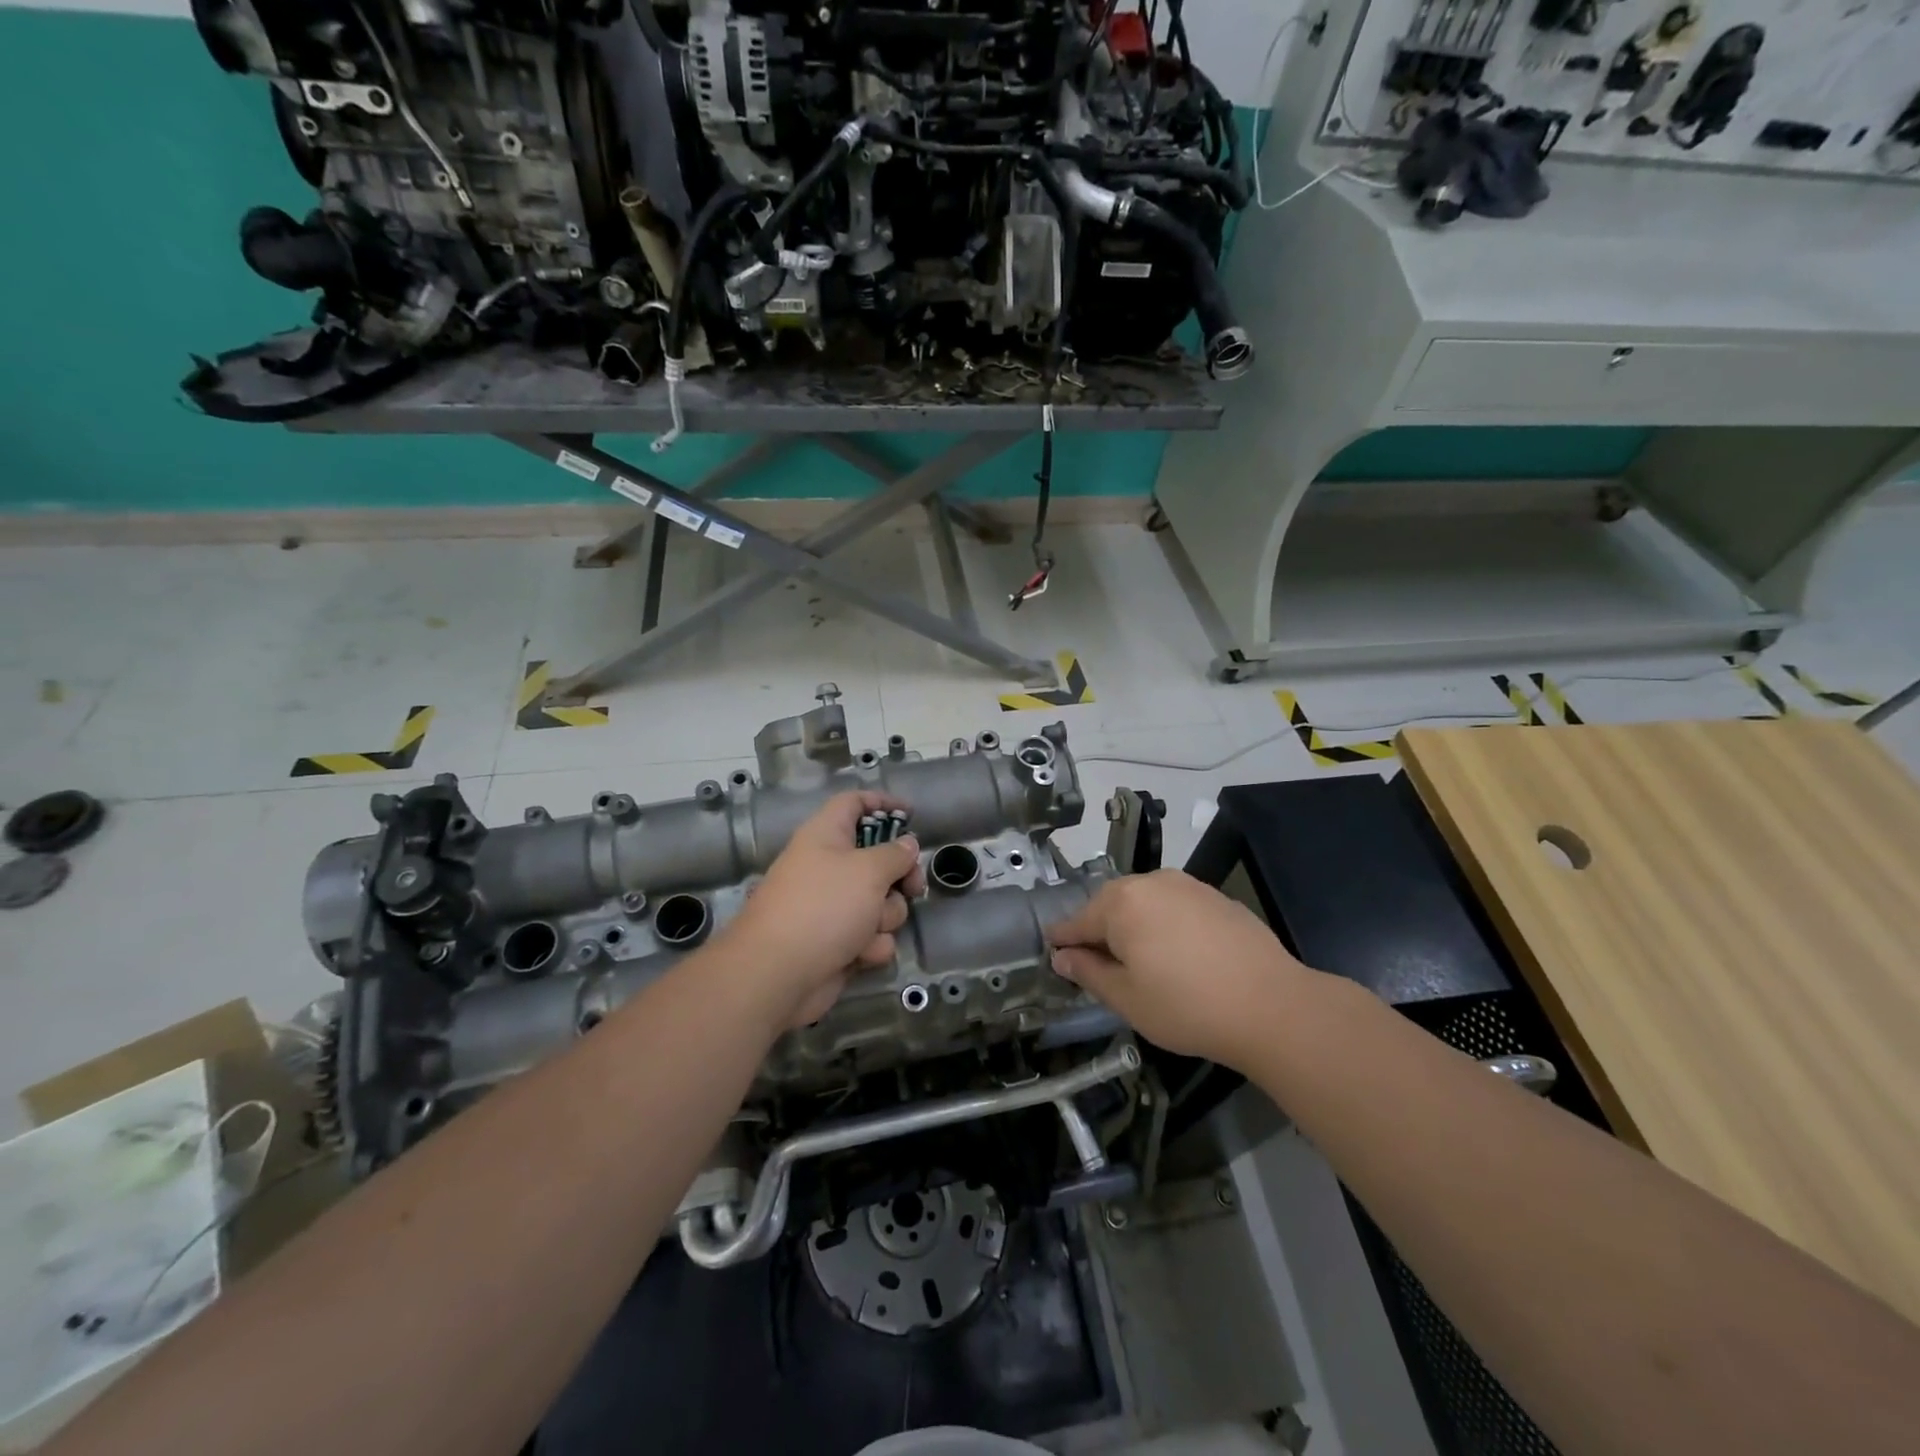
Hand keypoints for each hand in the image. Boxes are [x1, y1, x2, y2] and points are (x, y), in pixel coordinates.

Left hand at [721, 790, 926, 1029]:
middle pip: (879, 858)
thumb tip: (907, 844)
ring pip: (881, 902)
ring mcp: (833, 907)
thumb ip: (896, 854)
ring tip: (868, 929)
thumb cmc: (823, 907)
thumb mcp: (868, 870)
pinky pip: (871, 936)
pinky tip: (859, 955)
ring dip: (885, 917)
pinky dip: (870, 945)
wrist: (778, 974)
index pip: (854, 803)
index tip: (911, 814)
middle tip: (912, 887)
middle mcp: (829, 867)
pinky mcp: (838, 942)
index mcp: (826, 835)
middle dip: (900, 876)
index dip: (882, 802)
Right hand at [1046, 869, 1311, 1068]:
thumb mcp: (1127, 999)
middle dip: (1100, 931)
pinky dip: (1166, 924)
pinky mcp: (1216, 896)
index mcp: (1120, 903)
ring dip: (1134, 925)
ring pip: (1144, 902)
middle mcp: (1150, 882)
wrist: (1273, 1006)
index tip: (1053, 953)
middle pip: (1110, 905)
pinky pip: (1175, 906)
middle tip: (1099, 965)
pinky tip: (1179, 954)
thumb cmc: (1187, 1007)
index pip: (1077, 921)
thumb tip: (1062, 957)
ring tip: (1140, 961)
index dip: (1063, 940)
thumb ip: (1088, 973)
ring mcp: (1187, 885)